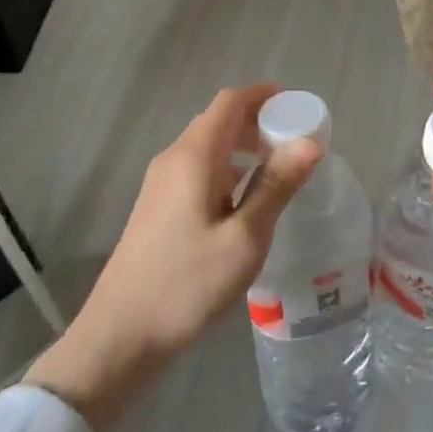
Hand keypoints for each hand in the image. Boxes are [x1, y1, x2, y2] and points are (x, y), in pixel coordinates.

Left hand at [24, 83, 318, 431]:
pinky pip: (199, 169)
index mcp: (194, 157)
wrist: (121, 336)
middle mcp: (173, 159)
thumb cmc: (188, 285)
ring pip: (209, 146)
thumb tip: (310, 143)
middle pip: (219, 120)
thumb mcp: (245, 237)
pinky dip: (229, 168)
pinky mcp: (158, 207)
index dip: (265, 95)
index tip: (299, 106)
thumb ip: (277, 186)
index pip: (230, 102)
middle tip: (297, 142)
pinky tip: (246, 200)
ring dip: (245, 147)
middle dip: (260, 121)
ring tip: (280, 170)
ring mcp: (161, 184)